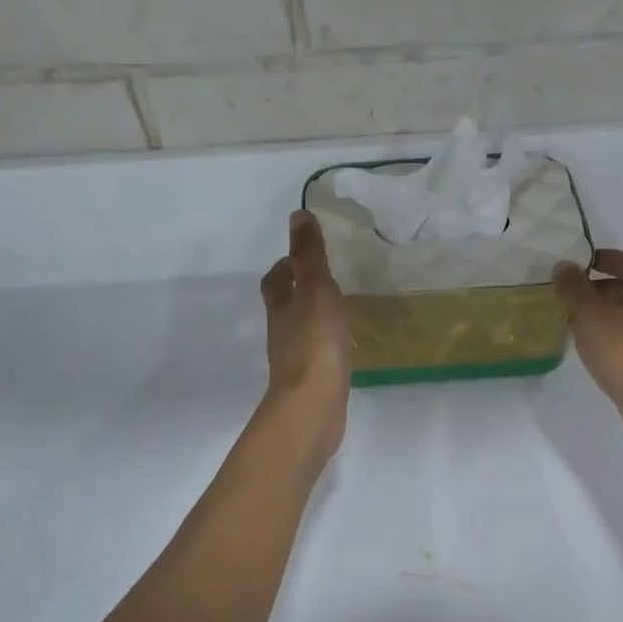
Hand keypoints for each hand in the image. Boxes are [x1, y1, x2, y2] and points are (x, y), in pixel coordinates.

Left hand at [261, 210, 350, 455]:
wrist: (312, 406)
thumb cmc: (314, 344)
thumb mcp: (316, 290)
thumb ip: (309, 256)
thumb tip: (297, 215)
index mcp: (281, 307)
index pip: (276, 280)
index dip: (285, 265)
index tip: (301, 256)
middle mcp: (283, 332)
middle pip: (286, 305)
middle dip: (300, 291)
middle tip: (326, 281)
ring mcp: (296, 360)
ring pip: (303, 331)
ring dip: (316, 318)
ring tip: (341, 310)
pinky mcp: (312, 383)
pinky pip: (319, 356)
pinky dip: (329, 346)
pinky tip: (346, 348)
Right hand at [554, 250, 622, 442]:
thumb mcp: (590, 315)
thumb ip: (574, 289)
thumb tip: (564, 265)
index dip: (608, 257)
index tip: (582, 262)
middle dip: (599, 287)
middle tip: (571, 294)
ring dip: (602, 313)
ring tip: (574, 321)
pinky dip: (609, 334)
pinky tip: (590, 346)